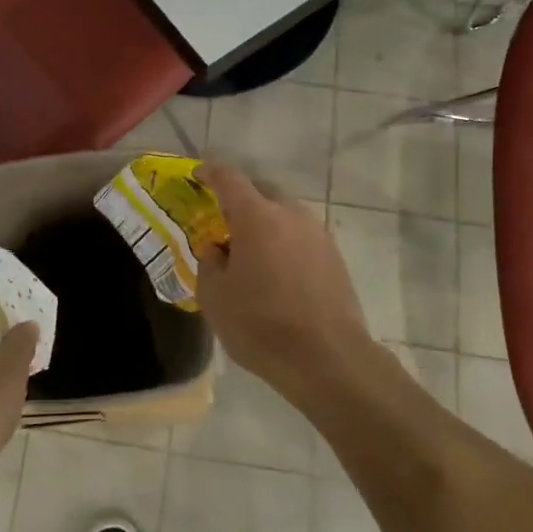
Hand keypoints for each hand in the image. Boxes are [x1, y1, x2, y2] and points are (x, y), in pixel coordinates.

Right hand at [194, 163, 372, 390]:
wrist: (328, 359)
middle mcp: (291, 215)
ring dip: (265, 221)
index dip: (210, 172)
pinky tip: (275, 269)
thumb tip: (216, 250)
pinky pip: (301, 236)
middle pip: (262, 191)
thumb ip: (209, 263)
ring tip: (249, 248)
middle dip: (240, 198)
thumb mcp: (214, 297)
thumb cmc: (261, 325)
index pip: (229, 179)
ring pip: (285, 213)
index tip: (197, 174)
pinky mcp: (335, 257)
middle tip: (222, 219)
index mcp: (257, 216)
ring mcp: (318, 234)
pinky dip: (284, 241)